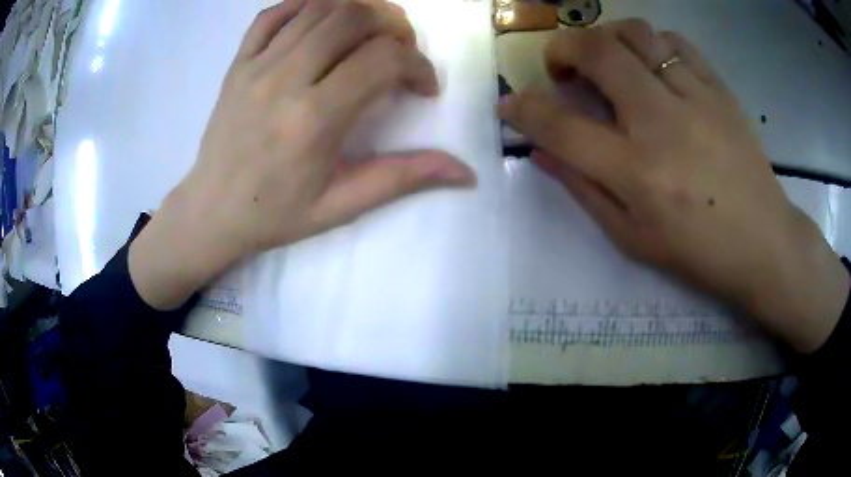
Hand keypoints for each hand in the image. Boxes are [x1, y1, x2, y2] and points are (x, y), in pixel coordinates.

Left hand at [129, 0, 474, 309]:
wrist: (211, 211)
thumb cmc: (275, 213)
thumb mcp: (341, 205)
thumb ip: (403, 179)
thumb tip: (465, 173)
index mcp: (313, 121)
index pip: (382, 60)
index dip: (418, 65)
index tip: (424, 88)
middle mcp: (284, 80)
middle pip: (354, 17)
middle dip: (394, 26)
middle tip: (401, 51)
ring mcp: (256, 65)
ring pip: (319, 6)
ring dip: (358, 10)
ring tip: (371, 34)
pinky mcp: (238, 62)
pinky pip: (274, 14)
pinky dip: (306, 5)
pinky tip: (324, 23)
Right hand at [499, 19, 848, 352]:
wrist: (763, 240)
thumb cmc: (698, 251)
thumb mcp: (632, 238)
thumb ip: (584, 189)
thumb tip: (543, 151)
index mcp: (636, 173)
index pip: (560, 126)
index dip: (524, 109)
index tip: (510, 103)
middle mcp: (661, 123)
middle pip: (595, 52)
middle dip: (561, 49)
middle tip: (562, 68)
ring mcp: (695, 98)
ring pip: (635, 33)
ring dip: (606, 38)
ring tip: (608, 61)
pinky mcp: (719, 89)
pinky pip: (674, 42)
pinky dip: (651, 43)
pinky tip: (652, 65)